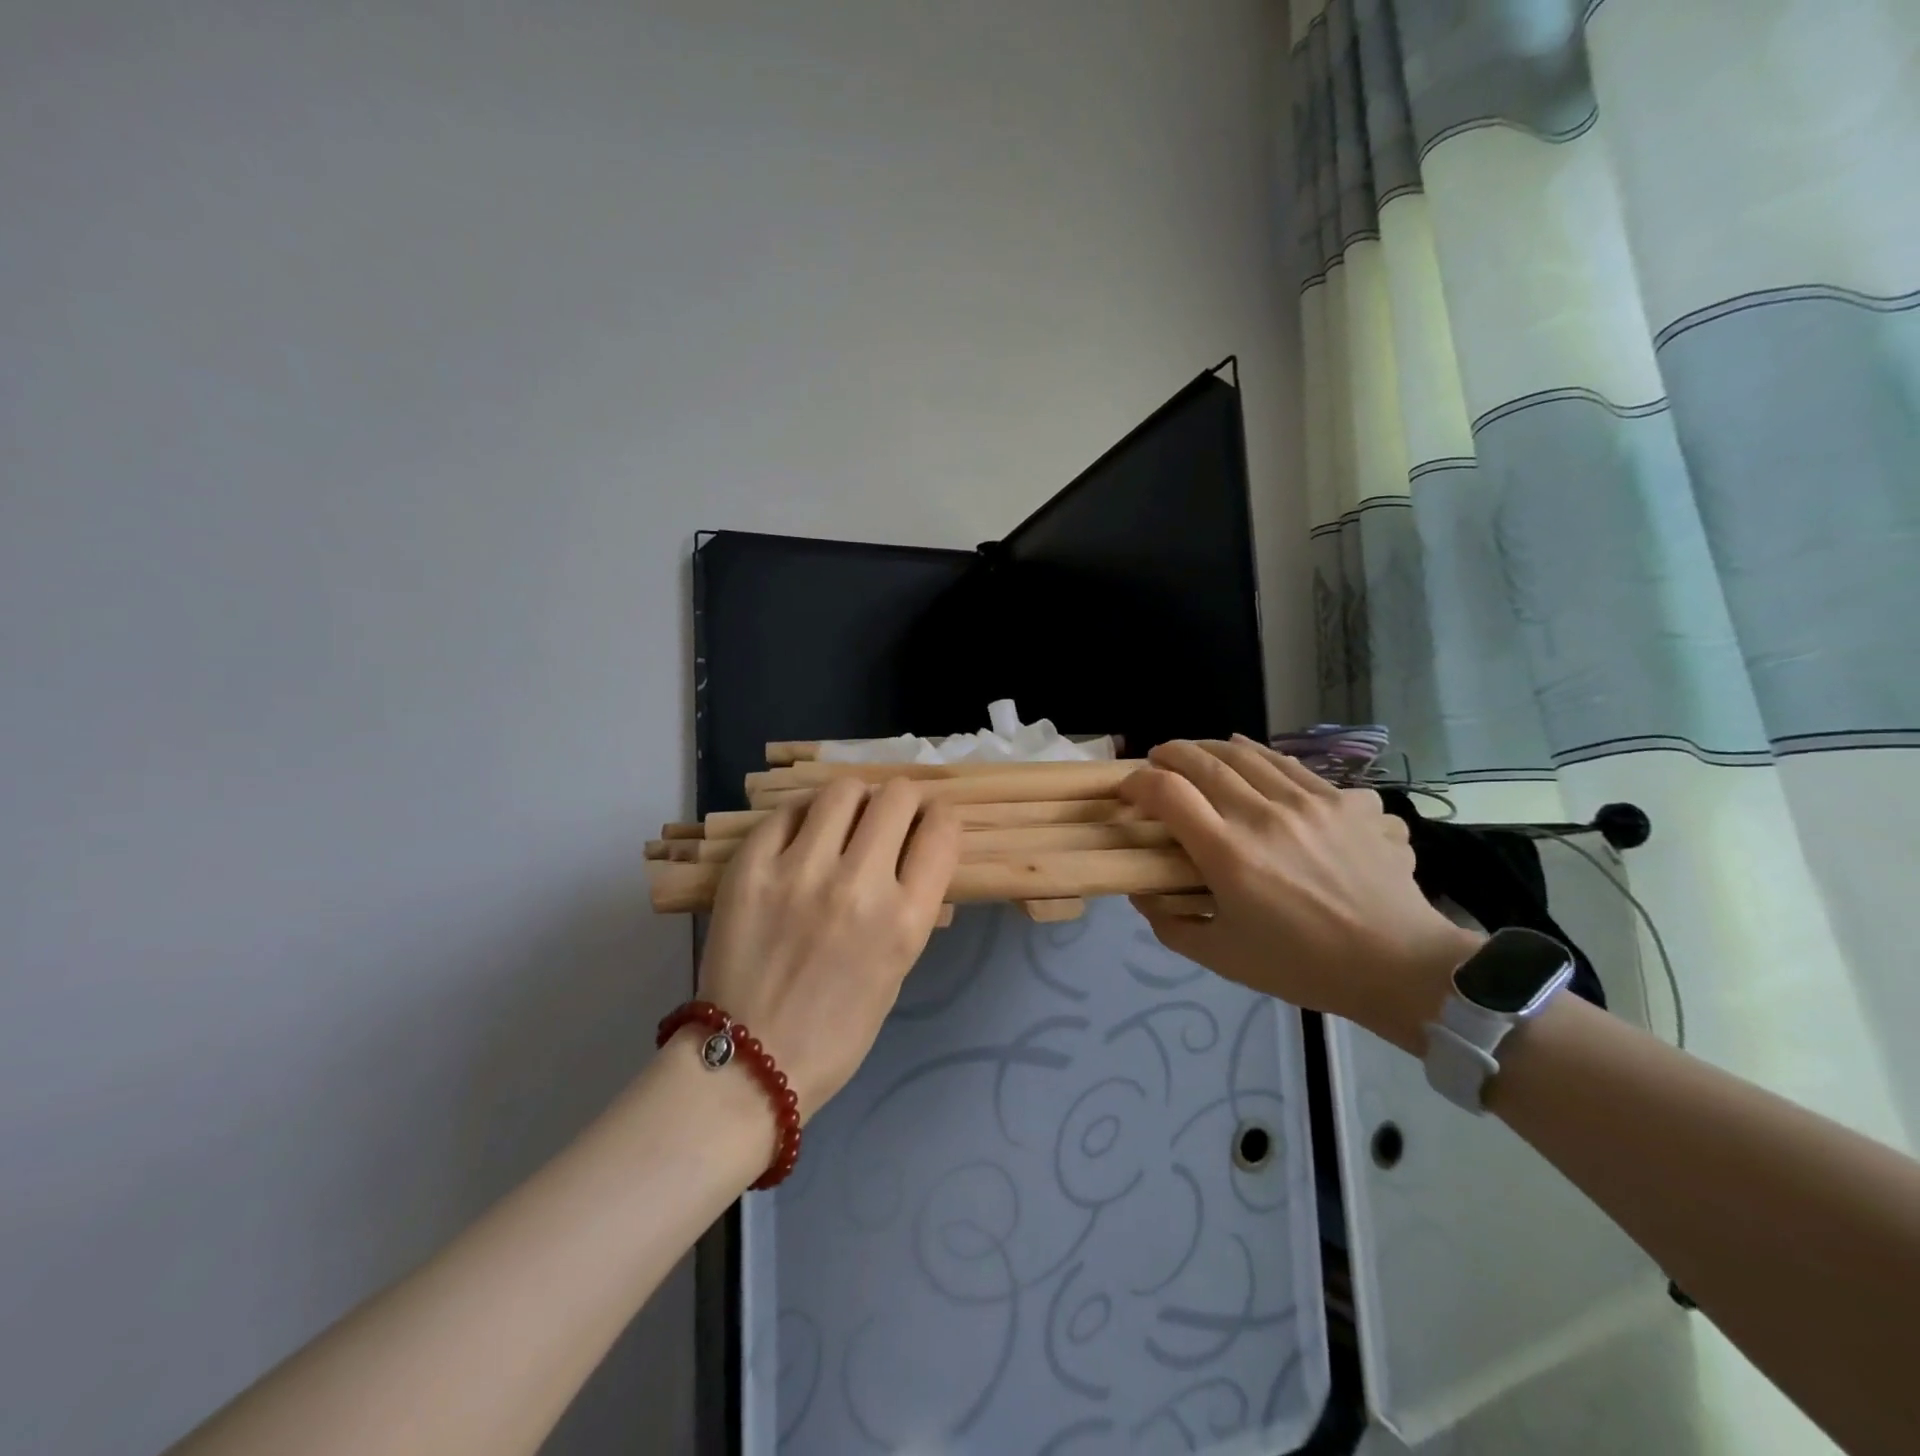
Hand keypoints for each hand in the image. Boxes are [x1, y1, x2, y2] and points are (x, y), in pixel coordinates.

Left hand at [694, 777, 960, 1118]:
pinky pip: (788, 812)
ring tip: (844, 820)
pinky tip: (801, 839)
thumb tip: (916, 852)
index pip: (942, 829)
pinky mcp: (750, 868)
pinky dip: (803, 819)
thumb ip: (912, 905)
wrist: (751, 1063)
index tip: (930, 822)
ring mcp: (799, 871)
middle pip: (897, 796)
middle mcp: (858, 884)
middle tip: (890, 815)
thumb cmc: (839, 1028)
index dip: (941, 817)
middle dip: (903, 800)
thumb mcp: (898, 968)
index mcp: (905, 918)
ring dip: (854, 801)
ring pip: (843, 790)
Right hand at [1121, 737, 1481, 1051]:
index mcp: (1228, 854)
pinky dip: (1254, 753)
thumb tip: (1141, 892)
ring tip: (1194, 755)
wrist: (1398, 964)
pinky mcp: (1341, 799)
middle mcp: (1262, 815)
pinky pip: (1287, 762)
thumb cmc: (1303, 966)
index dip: (1137, 783)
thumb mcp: (1223, 958)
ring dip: (1208, 748)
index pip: (1167, 792)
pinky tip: (1246, 755)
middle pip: (1201, 760)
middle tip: (1154, 761)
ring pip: (1244, 753)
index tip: (1128, 792)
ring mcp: (1306, 801)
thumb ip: (1171, 924)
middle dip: (1168, 754)